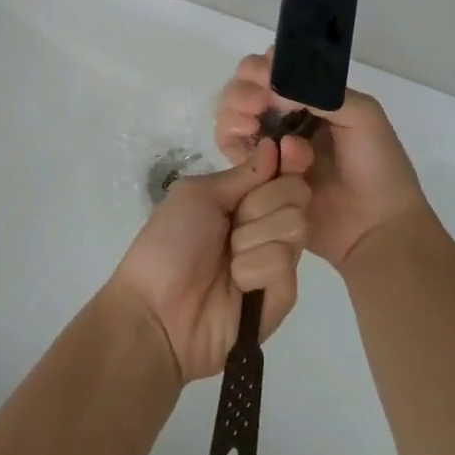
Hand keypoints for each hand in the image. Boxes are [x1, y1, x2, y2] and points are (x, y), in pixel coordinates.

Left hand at [107, 137, 309, 382]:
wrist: (157, 310)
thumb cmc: (169, 243)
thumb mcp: (197, 195)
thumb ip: (242, 174)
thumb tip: (272, 145)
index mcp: (244, 200)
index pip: (284, 173)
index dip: (291, 160)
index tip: (289, 147)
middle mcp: (265, 226)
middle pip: (296, 195)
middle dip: (262, 202)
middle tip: (233, 221)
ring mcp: (276, 262)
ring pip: (295, 226)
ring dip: (253, 237)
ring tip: (228, 259)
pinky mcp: (282, 296)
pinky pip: (284, 264)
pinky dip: (254, 268)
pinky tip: (236, 283)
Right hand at [216, 52, 429, 270]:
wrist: (376, 226)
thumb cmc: (378, 166)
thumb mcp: (362, 114)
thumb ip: (320, 92)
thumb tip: (273, 91)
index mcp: (309, 97)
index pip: (273, 68)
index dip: (262, 65)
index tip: (266, 74)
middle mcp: (283, 116)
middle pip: (244, 87)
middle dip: (244, 88)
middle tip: (258, 101)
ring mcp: (268, 145)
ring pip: (231, 114)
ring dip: (234, 110)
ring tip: (252, 123)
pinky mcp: (257, 174)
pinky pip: (230, 148)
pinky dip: (232, 138)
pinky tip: (250, 141)